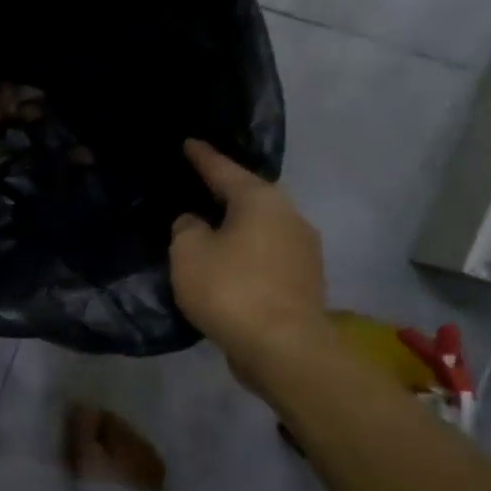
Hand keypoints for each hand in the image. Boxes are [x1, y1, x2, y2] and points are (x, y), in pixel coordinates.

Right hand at [170, 139, 329, 385]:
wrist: (283, 347)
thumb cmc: (230, 290)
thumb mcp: (188, 253)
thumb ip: (186, 229)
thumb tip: (197, 223)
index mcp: (260, 200)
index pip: (224, 170)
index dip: (202, 157)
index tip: (189, 143)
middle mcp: (289, 216)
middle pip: (249, 198)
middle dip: (224, 195)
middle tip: (197, 190)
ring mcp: (303, 250)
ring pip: (261, 229)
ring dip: (236, 229)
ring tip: (210, 233)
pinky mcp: (304, 281)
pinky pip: (267, 256)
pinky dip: (246, 256)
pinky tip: (229, 267)